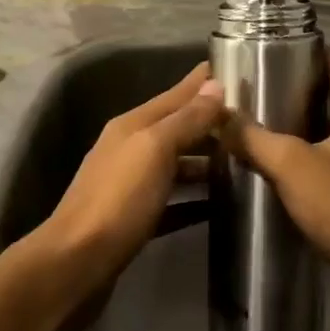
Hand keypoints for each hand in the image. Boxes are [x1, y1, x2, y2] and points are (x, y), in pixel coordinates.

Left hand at [37, 63, 227, 297]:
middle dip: (209, 123)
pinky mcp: (135, 219)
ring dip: (204, 162)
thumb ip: (185, 119)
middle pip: (176, 129)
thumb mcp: (154, 150)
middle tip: (252, 121)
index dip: (202, 83)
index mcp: (132, 126)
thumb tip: (214, 85)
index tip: (233, 68)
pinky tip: (218, 205)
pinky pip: (172, 202)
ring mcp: (130, 186)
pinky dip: (194, 200)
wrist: (77, 261)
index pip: (175, 95)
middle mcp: (129, 149)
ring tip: (243, 162)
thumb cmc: (119, 199)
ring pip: (175, 165)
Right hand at [221, 51, 329, 313]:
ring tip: (264, 124)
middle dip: (298, 91)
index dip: (302, 56)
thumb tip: (218, 117)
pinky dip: (319, 150)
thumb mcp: (291, 166)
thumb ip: (252, 138)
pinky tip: (286, 162)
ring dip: (306, 124)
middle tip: (256, 93)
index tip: (265, 59)